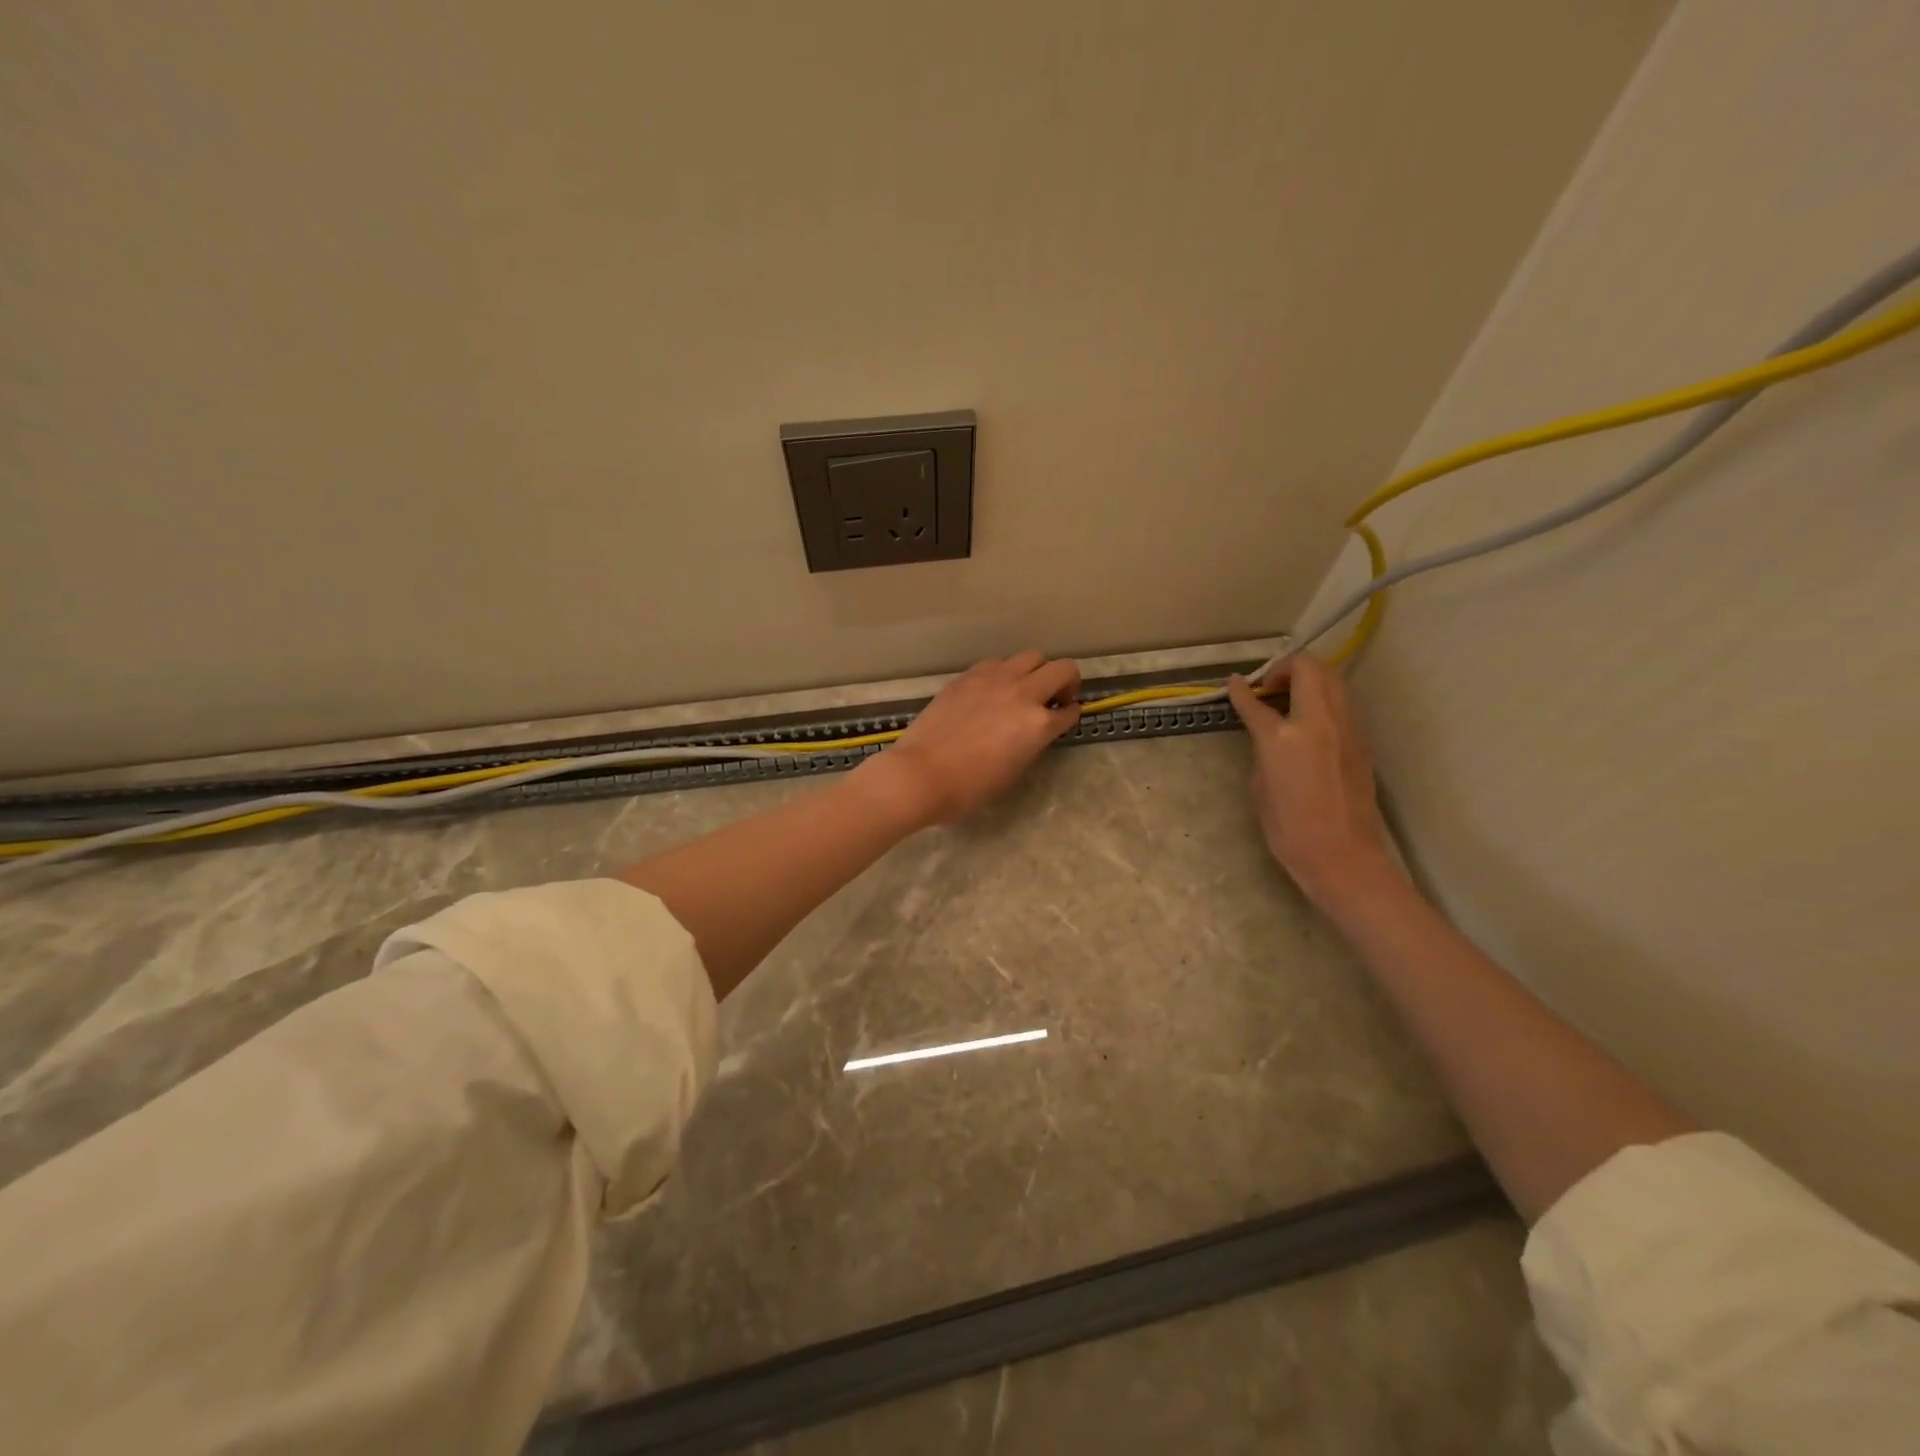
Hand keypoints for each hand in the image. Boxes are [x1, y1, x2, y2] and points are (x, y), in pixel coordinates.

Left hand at [867, 651, 1080, 826]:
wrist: (921, 774)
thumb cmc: (969, 788)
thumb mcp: (1013, 771)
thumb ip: (1031, 742)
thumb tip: (1033, 731)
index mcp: (1038, 724)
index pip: (1069, 711)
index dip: (1070, 715)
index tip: (1065, 717)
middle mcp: (1022, 693)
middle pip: (1062, 668)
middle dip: (1066, 682)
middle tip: (1055, 698)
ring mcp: (994, 679)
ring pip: (1031, 656)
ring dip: (1036, 671)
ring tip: (1023, 690)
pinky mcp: (968, 676)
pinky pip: (997, 663)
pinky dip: (1004, 673)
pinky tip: (992, 691)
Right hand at [1227, 656, 1398, 912]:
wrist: (1344, 856)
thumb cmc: (1290, 831)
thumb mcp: (1261, 787)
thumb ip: (1263, 751)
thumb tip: (1269, 738)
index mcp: (1283, 738)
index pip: (1256, 702)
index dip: (1242, 690)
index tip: (1235, 683)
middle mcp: (1318, 722)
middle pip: (1308, 668)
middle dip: (1285, 668)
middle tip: (1270, 687)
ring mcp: (1346, 728)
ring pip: (1332, 679)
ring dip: (1308, 679)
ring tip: (1290, 699)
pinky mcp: (1361, 740)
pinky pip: (1342, 704)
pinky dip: (1323, 699)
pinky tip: (1309, 723)